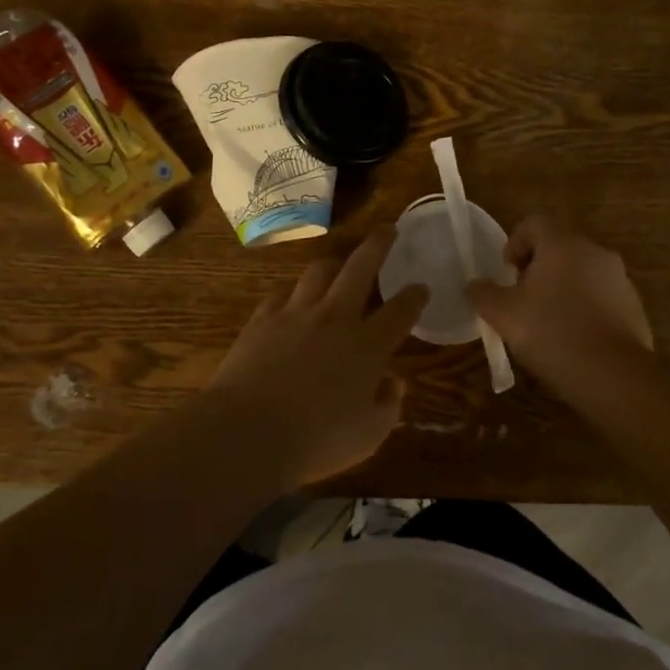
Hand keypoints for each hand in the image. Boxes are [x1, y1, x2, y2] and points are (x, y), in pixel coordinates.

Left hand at [211, 228, 428, 485]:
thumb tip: (394, 383)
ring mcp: (296, 314)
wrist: (247, 432)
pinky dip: (294, 293)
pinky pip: (282, 294)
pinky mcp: (263, 319)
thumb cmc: (316, 441)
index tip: (422, 287)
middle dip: (379, 245)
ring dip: (334, 263)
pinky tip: (293, 298)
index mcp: (368, 346)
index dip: (415, 296)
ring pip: (319, 271)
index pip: (401, 311)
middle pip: (361, 268)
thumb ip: (387, 406)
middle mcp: (336, 318)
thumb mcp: (368, 436)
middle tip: (388, 229)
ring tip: (340, 262)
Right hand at [467, 216, 651, 395]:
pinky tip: (573, 339)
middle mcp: (595, 252)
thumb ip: (483, 294)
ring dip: (562, 288)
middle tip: (522, 299)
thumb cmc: (552, 334)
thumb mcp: (504, 315)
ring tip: (547, 323)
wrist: (614, 377)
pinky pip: (601, 297)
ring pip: (581, 272)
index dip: (514, 242)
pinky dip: (584, 308)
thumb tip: (474, 285)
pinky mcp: (634, 307)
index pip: (534, 223)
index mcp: (563, 244)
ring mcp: (620, 279)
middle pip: (559, 246)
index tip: (506, 273)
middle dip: (537, 268)